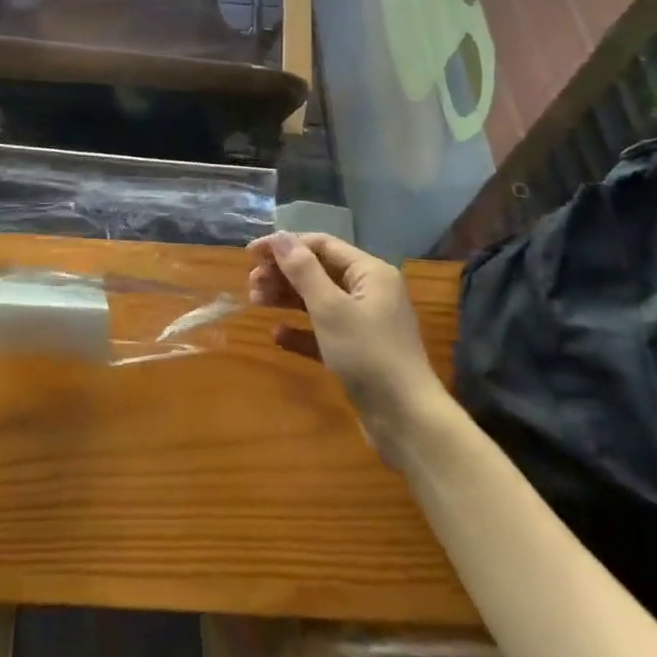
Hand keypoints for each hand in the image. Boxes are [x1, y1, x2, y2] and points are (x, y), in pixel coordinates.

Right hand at [247, 231, 447, 466]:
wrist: (406, 420)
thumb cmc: (368, 354)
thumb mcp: (330, 308)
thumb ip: (303, 271)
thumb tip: (280, 236)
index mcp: (369, 273)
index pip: (321, 245)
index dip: (285, 245)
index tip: (250, 254)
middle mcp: (369, 292)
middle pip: (319, 271)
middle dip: (283, 273)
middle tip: (251, 285)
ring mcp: (364, 323)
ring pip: (318, 301)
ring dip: (287, 298)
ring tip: (256, 302)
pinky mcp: (357, 352)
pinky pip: (322, 332)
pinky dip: (300, 330)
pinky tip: (277, 335)